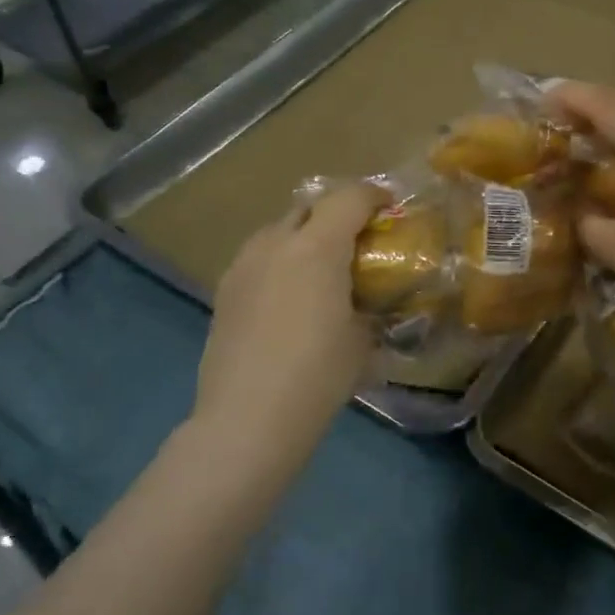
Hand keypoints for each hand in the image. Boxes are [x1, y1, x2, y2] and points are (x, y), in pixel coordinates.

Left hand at [195, 182, 385, 436]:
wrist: (248, 419)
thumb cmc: (318, 375)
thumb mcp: (362, 338)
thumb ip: (371, 304)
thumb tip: (373, 299)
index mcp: (317, 248)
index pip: (349, 198)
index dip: (374, 196)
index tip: (390, 208)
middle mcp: (276, 243)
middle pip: (309, 205)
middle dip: (337, 212)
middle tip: (357, 238)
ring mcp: (244, 265)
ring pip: (278, 228)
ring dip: (304, 234)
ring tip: (321, 266)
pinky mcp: (225, 290)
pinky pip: (259, 256)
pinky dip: (280, 260)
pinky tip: (289, 294)